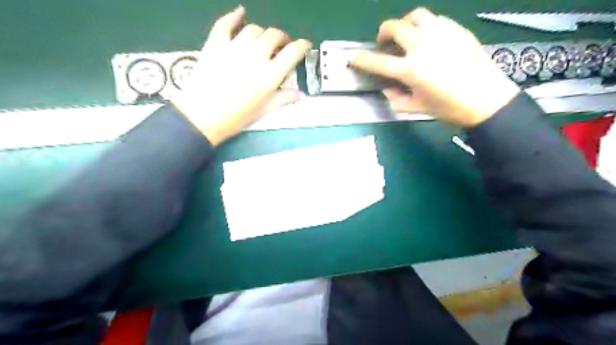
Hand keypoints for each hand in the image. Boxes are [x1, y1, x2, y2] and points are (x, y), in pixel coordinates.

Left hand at [170, 6, 309, 143]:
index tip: (305, 45)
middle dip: (282, 38)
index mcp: (269, 76)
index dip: (302, 46)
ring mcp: (234, 48)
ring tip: (262, 40)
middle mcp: (255, 57)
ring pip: (254, 29)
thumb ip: (283, 99)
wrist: (202, 116)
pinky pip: (226, 23)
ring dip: (262, 33)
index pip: (292, 52)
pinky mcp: (215, 44)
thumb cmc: (236, 117)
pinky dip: (234, 16)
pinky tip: (240, 13)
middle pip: (274, 35)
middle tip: (281, 45)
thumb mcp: (263, 110)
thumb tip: (302, 95)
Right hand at [351, 8, 517, 127]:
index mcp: (411, 69)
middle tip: (384, 44)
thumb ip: (396, 98)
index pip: (378, 61)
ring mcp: (441, 34)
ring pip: (415, 15)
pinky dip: (425, 26)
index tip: (353, 57)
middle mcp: (422, 46)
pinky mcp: (456, 29)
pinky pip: (435, 19)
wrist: (487, 99)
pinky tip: (428, 39)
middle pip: (394, 27)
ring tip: (406, 35)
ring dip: (404, 24)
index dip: (362, 59)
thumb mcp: (417, 108)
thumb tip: (388, 88)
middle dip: (383, 33)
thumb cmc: (449, 107)